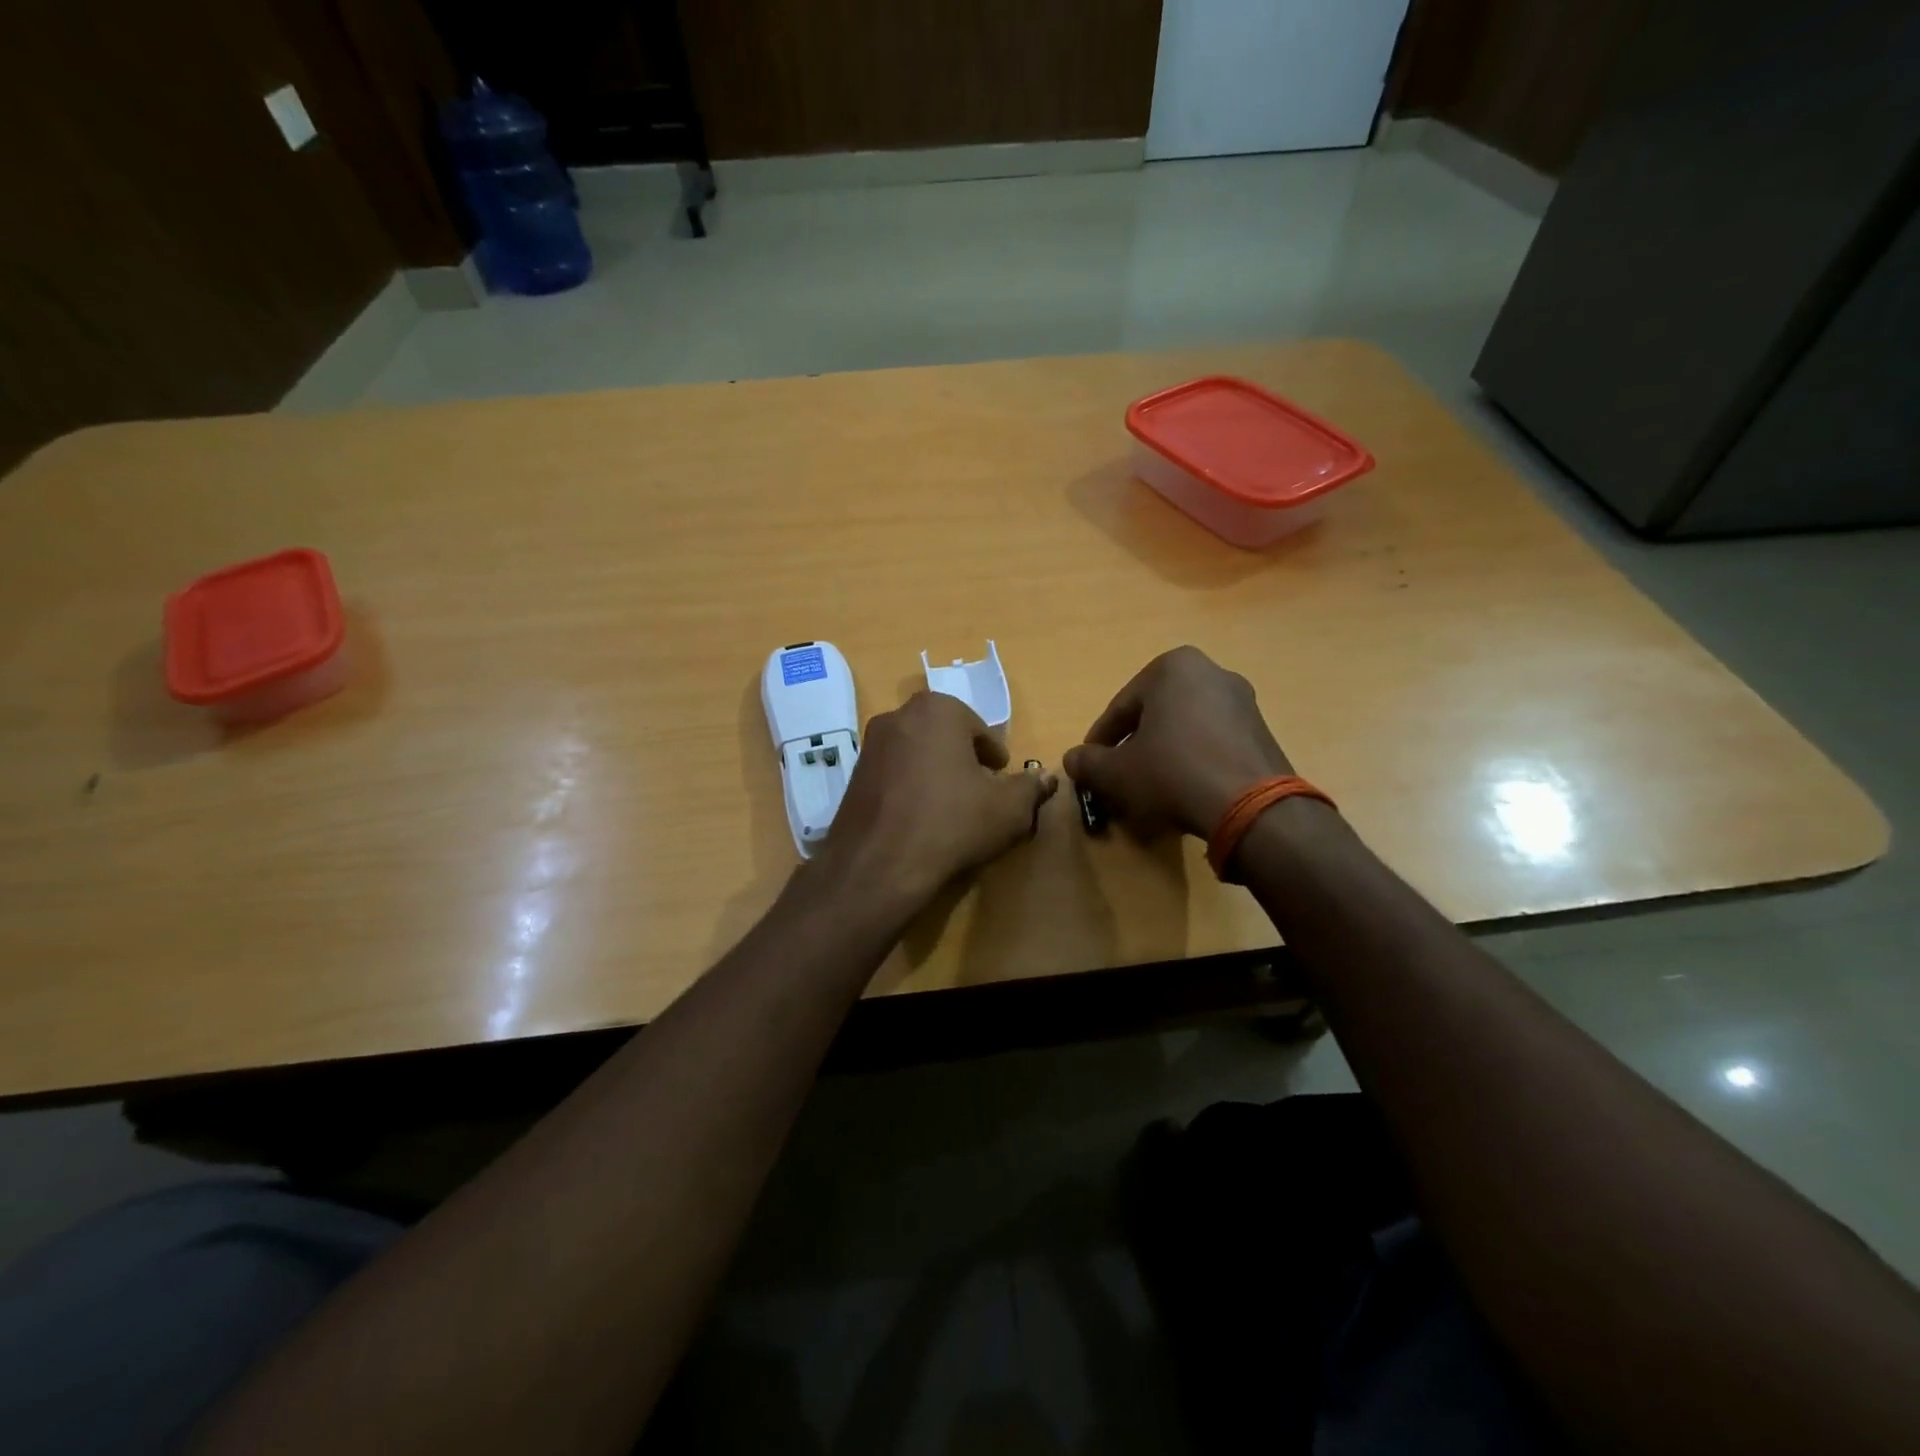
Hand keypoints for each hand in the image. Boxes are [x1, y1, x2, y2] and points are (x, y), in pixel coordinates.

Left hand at [820, 692, 1057, 905]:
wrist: (879, 864)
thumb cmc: (952, 823)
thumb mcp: (1008, 809)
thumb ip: (1031, 788)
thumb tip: (1047, 778)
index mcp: (939, 710)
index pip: (977, 728)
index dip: (993, 754)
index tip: (999, 776)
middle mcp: (899, 716)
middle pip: (944, 735)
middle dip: (962, 758)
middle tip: (979, 789)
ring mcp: (870, 745)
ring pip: (915, 752)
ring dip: (934, 771)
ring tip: (950, 806)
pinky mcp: (853, 775)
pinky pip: (892, 773)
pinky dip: (909, 787)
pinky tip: (919, 818)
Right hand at [1064, 647, 1292, 838]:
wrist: (1250, 806)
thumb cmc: (1172, 772)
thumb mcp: (1117, 771)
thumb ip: (1088, 763)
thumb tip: (1071, 760)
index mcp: (1173, 667)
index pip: (1121, 707)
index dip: (1100, 741)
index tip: (1090, 765)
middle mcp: (1212, 672)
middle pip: (1155, 714)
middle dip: (1134, 744)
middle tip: (1119, 775)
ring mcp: (1243, 701)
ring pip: (1185, 727)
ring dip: (1164, 752)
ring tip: (1150, 786)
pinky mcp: (1262, 731)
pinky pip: (1213, 741)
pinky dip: (1193, 759)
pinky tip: (1185, 789)